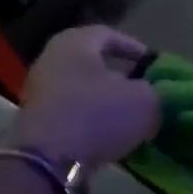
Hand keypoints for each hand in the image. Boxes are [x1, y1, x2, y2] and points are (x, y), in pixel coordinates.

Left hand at [7, 25, 159, 167]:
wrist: (48, 160)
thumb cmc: (98, 115)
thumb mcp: (145, 101)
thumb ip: (156, 93)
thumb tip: (153, 96)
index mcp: (75, 43)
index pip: (108, 34)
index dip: (133, 47)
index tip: (152, 63)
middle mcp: (51, 61)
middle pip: (91, 63)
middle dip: (119, 76)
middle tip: (142, 90)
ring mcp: (39, 92)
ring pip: (81, 90)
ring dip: (105, 102)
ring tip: (129, 117)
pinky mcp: (36, 122)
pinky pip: (71, 113)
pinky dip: (91, 121)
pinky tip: (110, 135)